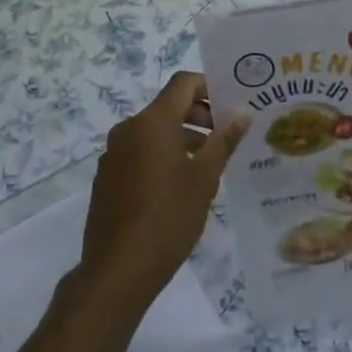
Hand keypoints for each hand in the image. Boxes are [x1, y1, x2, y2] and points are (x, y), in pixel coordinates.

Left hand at [78, 72, 248, 308]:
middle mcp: (128, 129)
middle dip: (200, 116)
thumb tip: (244, 114)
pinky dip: (162, 157)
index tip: (232, 106)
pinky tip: (180, 187)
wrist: (118, 268)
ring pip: (154, 132)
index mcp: (153, 122)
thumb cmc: (169, 217)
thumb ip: (224, 141)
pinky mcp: (107, 177)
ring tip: (210, 166)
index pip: (183, 83)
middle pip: (168, 107)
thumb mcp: (205, 178)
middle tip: (228, 139)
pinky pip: (139, 153)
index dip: (209, 87)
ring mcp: (113, 154)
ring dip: (183, 139)